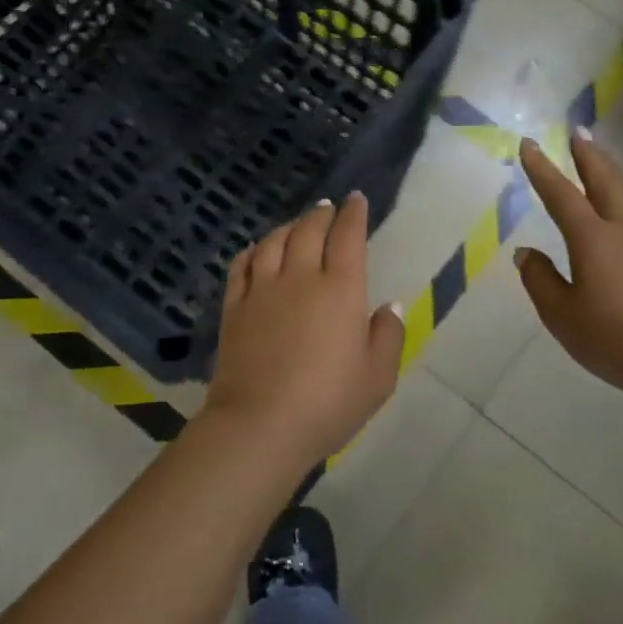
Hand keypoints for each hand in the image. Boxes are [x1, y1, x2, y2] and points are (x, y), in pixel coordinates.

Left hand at [203, 192, 404, 469]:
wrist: (260, 424)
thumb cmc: (328, 403)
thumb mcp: (378, 377)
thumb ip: (388, 336)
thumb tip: (389, 306)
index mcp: (341, 290)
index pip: (348, 237)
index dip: (353, 214)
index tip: (356, 199)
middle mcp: (300, 278)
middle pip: (309, 231)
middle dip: (321, 214)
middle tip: (327, 207)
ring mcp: (262, 290)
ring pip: (273, 242)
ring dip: (288, 226)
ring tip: (296, 224)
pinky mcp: (234, 308)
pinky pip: (241, 266)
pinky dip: (251, 251)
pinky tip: (255, 250)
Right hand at [515, 133, 622, 402]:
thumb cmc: (616, 340)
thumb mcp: (562, 316)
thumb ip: (540, 280)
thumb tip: (526, 253)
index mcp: (593, 238)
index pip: (560, 194)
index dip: (542, 168)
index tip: (529, 144)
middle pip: (604, 179)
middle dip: (587, 155)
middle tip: (577, 133)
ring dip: (611, 169)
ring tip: (600, 156)